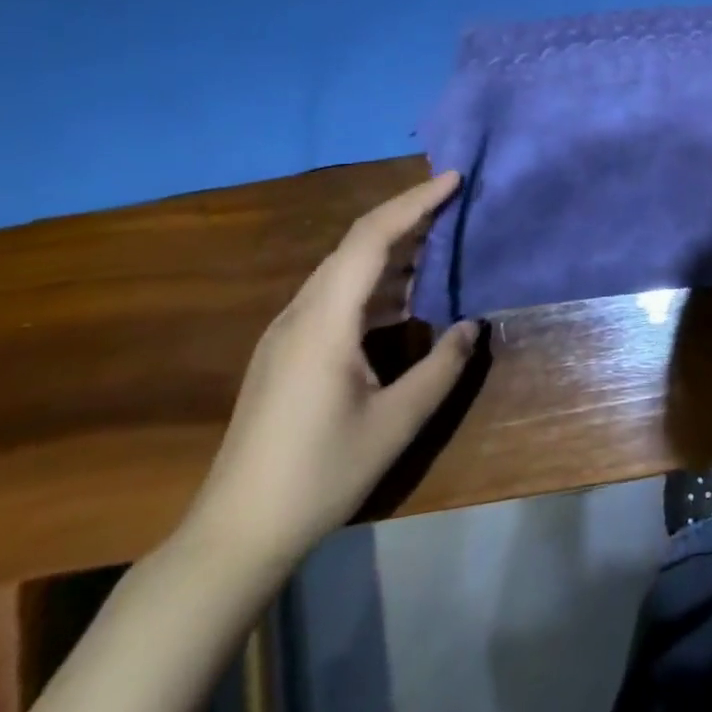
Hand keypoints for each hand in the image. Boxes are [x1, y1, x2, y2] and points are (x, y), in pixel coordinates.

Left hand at [182, 172, 480, 573]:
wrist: (237, 533)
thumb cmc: (320, 474)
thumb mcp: (396, 422)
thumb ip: (442, 367)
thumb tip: (474, 324)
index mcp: (325, 321)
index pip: (372, 238)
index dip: (414, 202)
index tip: (454, 179)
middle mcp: (301, 314)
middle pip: (356, 244)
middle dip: (407, 216)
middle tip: (456, 203)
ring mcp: (288, 333)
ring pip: (345, 268)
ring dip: (393, 248)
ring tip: (440, 240)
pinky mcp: (287, 352)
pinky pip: (337, 295)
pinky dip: (377, 280)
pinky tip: (405, 297)